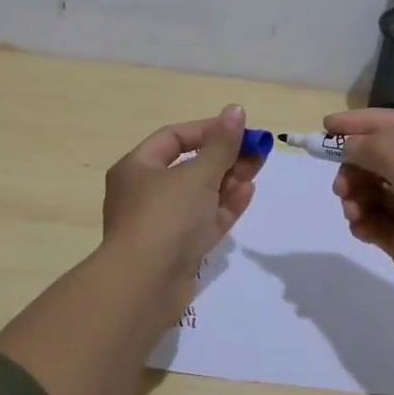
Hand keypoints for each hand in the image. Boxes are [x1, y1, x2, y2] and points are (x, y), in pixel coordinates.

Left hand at [101, 104, 264, 292]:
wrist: (145, 285)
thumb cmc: (167, 217)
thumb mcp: (198, 174)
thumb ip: (221, 144)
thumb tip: (235, 110)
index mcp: (136, 168)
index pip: (173, 137)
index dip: (207, 129)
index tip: (239, 130)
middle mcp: (144, 193)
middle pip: (188, 167)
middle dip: (224, 157)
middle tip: (257, 151)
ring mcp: (160, 223)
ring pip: (198, 195)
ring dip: (228, 180)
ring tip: (257, 169)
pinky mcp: (176, 249)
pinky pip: (202, 220)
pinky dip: (223, 206)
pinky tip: (247, 193)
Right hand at [328, 108, 393, 358]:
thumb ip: (389, 156)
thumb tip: (351, 141)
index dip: (366, 123)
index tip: (327, 127)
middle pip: (386, 159)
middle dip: (358, 165)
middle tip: (340, 186)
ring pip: (378, 191)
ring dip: (358, 195)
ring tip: (352, 212)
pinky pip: (377, 222)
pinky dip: (364, 221)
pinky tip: (360, 231)